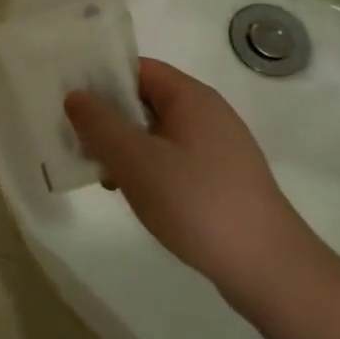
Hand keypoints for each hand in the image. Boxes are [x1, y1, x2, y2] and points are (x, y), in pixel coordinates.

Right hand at [65, 59, 319, 311]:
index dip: (102, 79)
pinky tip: (135, 196)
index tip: (70, 101)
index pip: (138, 69)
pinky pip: (173, 159)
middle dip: (109, 118)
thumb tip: (75, 95)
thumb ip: (99, 124)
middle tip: (78, 142)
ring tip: (102, 175)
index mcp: (191, 97)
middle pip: (145, 100)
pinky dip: (148, 169)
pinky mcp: (221, 180)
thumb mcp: (136, 160)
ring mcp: (218, 149)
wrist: (269, 270)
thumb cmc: (197, 203)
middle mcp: (207, 114)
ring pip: (156, 133)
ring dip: (125, 147)